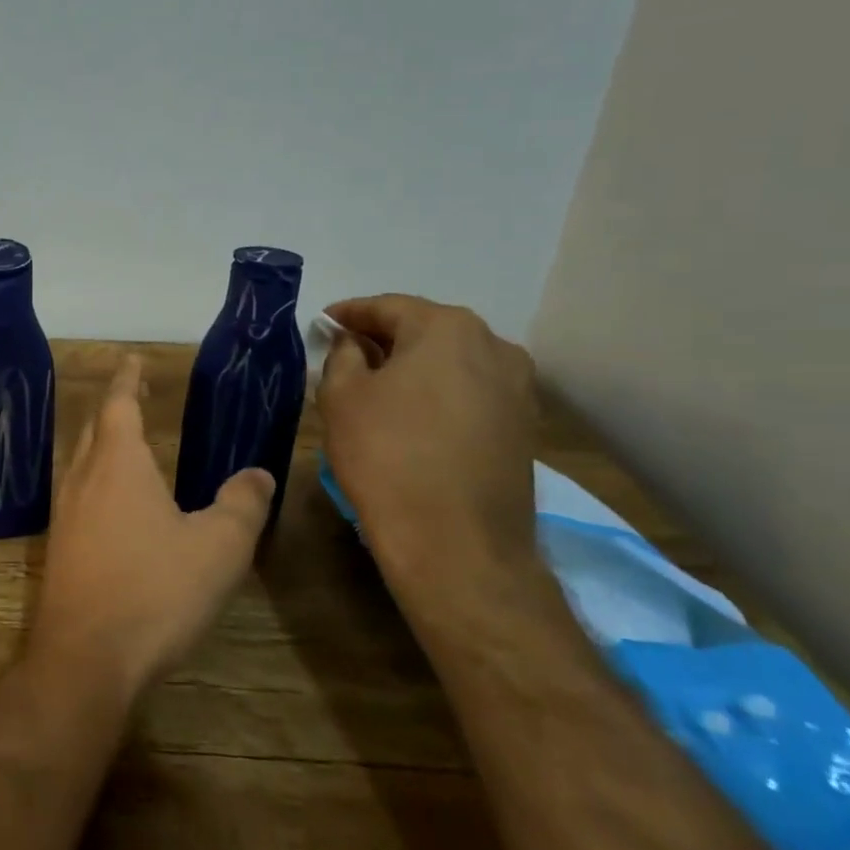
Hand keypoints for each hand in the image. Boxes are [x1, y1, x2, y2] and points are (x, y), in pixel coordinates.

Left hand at [31, 355, 274, 699]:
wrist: (85, 657)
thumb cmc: (154, 591)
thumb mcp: (218, 547)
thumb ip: (242, 504)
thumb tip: (259, 473)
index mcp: (118, 463)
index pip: (119, 402)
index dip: (128, 378)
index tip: (134, 359)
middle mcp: (82, 478)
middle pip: (95, 427)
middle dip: (115, 405)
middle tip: (136, 394)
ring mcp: (64, 513)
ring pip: (81, 460)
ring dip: (102, 442)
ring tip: (128, 442)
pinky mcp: (59, 547)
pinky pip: (77, 493)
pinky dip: (96, 478)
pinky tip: (112, 503)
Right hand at [317, 294, 537, 573]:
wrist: (457, 543)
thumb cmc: (387, 456)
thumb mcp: (341, 397)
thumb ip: (343, 355)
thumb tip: (354, 343)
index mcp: (447, 328)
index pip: (388, 307)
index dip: (350, 314)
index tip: (324, 323)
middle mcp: (495, 346)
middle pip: (426, 330)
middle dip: (384, 339)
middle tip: (347, 354)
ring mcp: (518, 388)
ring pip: (452, 363)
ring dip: (415, 368)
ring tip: (380, 388)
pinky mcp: (525, 427)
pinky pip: (471, 393)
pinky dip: (439, 395)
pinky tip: (415, 418)